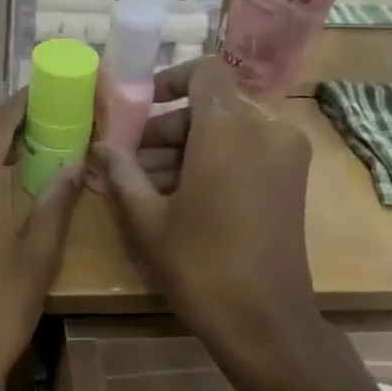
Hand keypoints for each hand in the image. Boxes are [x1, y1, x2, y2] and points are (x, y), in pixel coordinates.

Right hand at [94, 59, 325, 377]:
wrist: (264, 320)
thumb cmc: (199, 265)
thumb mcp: (148, 218)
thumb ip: (121, 173)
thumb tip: (99, 146)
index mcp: (228, 128)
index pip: (204, 70)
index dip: (170, 80)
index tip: (142, 109)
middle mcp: (265, 129)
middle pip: (212, 105)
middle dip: (168, 127)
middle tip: (132, 162)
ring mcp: (285, 155)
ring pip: (229, 130)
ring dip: (189, 147)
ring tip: (149, 185)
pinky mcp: (293, 179)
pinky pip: (248, 151)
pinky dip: (216, 161)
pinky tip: (183, 197)